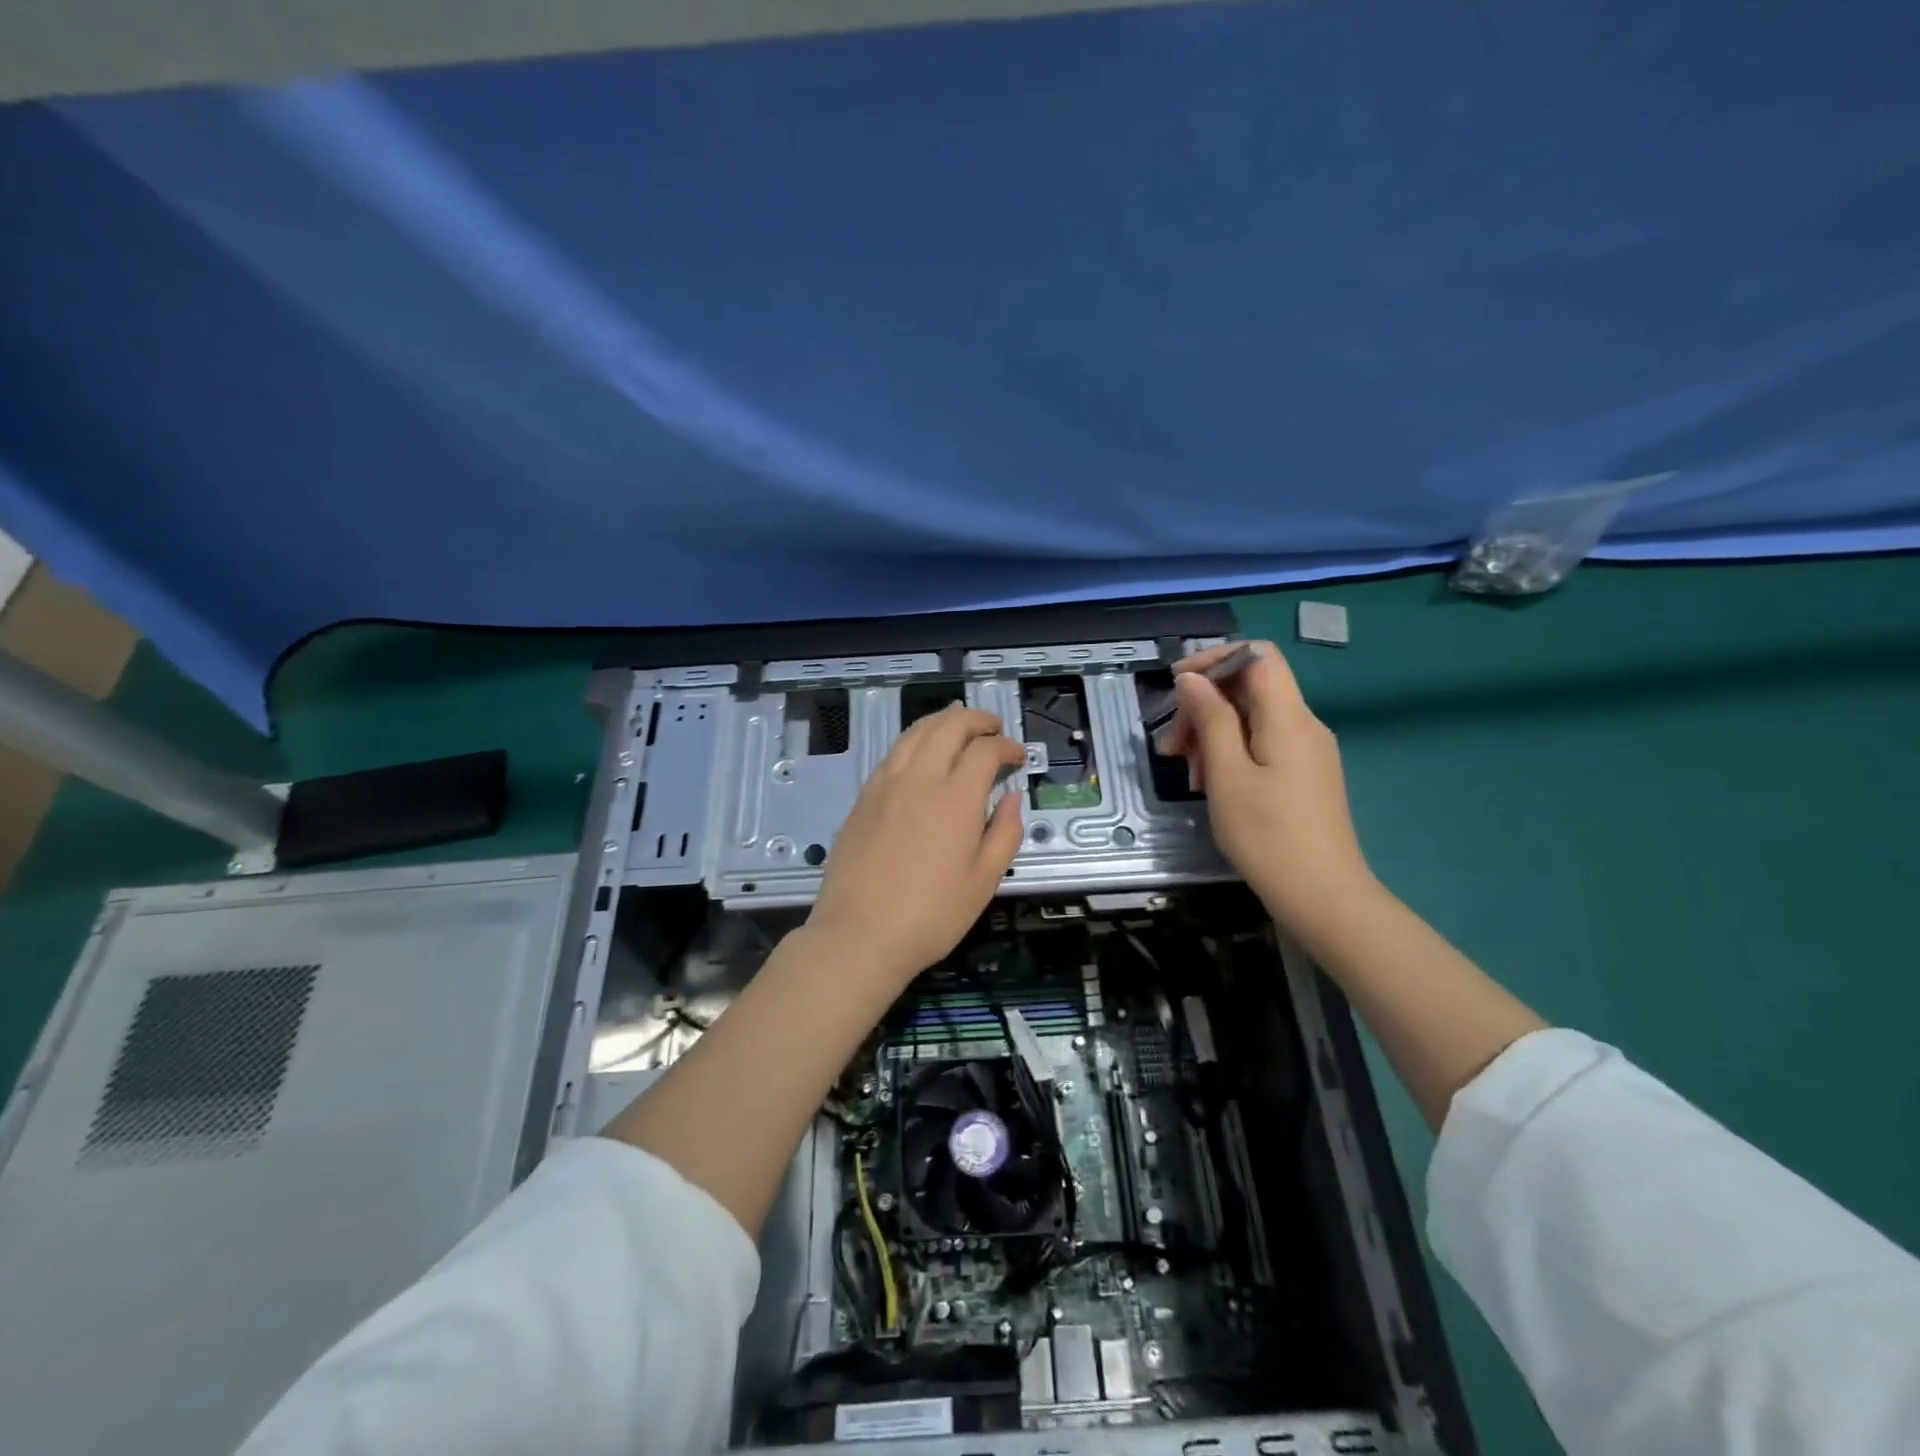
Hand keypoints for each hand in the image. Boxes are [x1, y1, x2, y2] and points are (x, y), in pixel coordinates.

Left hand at [806, 705, 1025, 986]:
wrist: (859, 935)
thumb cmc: (931, 914)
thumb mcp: (984, 881)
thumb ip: (1005, 832)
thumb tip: (1012, 797)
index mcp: (955, 797)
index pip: (985, 750)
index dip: (1006, 747)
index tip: (1018, 757)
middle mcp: (920, 778)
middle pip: (948, 725)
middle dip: (976, 719)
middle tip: (993, 727)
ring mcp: (885, 784)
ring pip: (915, 732)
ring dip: (942, 720)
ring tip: (958, 723)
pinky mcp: (863, 797)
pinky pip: (893, 752)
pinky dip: (915, 740)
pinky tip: (921, 753)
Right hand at [1156, 641, 1375, 934]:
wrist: (1324, 897)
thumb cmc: (1268, 836)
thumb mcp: (1227, 775)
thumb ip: (1210, 720)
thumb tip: (1192, 679)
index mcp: (1289, 718)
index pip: (1258, 656)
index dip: (1214, 660)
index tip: (1177, 686)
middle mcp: (1304, 725)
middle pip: (1250, 688)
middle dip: (1204, 706)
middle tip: (1171, 747)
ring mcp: (1308, 751)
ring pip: (1253, 719)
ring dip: (1212, 734)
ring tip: (1188, 774)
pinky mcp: (1305, 774)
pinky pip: (1263, 744)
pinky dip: (1231, 753)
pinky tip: (1212, 784)